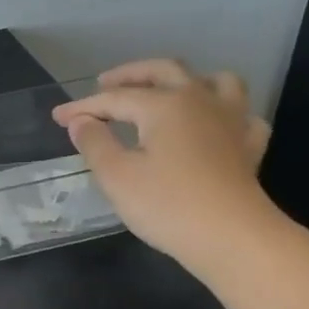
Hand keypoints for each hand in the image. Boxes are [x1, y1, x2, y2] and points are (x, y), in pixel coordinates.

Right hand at [52, 59, 276, 268]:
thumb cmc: (168, 206)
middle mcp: (200, 100)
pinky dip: (225, 113)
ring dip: (188, 80)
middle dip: (131, 74)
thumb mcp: (117, 176)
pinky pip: (241, 116)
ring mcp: (231, 121)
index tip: (59, 117)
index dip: (83, 106)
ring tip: (169, 91)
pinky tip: (214, 125)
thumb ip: (95, 143)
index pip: (115, 98)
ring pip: (215, 81)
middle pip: (165, 71)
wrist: (231, 237)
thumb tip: (81, 122)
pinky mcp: (249, 146)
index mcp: (164, 105)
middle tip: (105, 83)